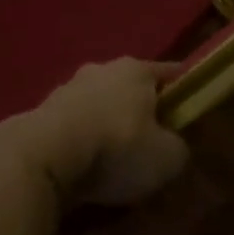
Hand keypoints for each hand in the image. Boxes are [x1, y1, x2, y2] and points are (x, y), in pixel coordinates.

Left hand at [0, 58, 189, 209]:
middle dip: (140, 110)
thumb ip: (177, 147)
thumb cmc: (116, 148)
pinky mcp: (43, 111)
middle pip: (130, 87)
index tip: (190, 108)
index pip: (169, 73)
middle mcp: (100, 68)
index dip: (182, 91)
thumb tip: (171, 145)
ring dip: (107, 124)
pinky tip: (85, 166)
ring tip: (114, 159)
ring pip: (99, 104)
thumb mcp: (168, 158)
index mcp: (135, 69)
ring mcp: (67, 87)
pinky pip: (74, 125)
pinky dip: (82, 140)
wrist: (45, 156)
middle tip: (151, 141)